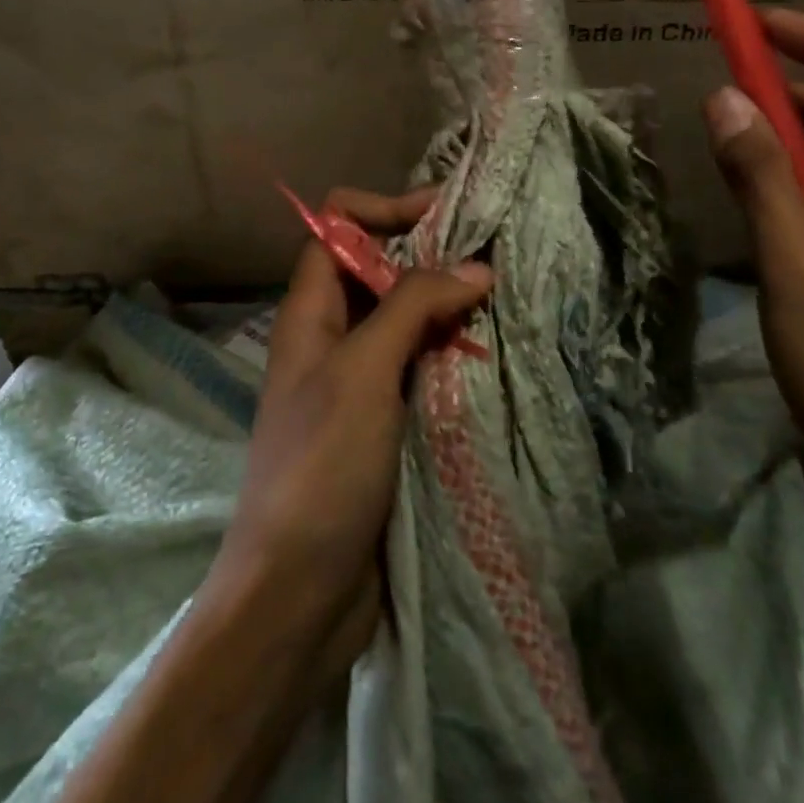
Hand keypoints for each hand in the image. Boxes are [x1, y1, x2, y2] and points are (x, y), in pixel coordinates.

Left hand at [59, 194, 491, 802]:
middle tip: (492, 255)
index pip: (338, 228)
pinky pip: (421, 366)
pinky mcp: (386, 421)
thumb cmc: (321, 465)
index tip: (445, 214)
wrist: (298, 593)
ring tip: (505, 297)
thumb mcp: (363, 371)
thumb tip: (475, 265)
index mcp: (310, 311)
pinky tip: (493, 352)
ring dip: (449, 305)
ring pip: (406, 319)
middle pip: (378, 269)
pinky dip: (453, 352)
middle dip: (430, 255)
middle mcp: (332, 336)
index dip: (384, 209)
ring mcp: (359, 380)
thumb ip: (413, 306)